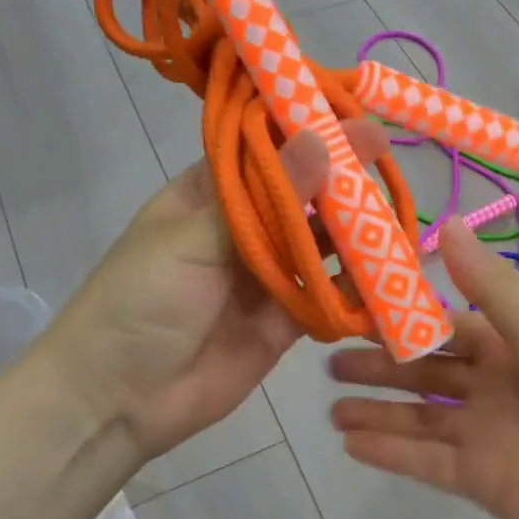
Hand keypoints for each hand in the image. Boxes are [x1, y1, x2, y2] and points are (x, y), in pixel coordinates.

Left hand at [42, 117, 389, 461]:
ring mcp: (267, 274)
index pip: (267, 149)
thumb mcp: (193, 241)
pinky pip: (328, 296)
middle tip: (389, 164)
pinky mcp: (286, 319)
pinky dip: (357, 289)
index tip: (356, 118)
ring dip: (358, 234)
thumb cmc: (139, 303)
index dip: (310, 130)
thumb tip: (320, 138)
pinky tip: (390, 274)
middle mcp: (244, 227)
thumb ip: (263, 198)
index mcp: (211, 194)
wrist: (117, 400)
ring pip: (322, 244)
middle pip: (303, 194)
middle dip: (343, 180)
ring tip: (401, 219)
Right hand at [327, 218, 518, 518]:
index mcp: (511, 344)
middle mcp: (493, 385)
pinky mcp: (479, 480)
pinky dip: (390, 452)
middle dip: (380, 364)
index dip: (403, 315)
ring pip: (419, 417)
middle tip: (327, 358)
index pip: (446, 323)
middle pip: (425, 371)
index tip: (354, 304)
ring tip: (330, 406)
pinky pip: (424, 461)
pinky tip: (350, 443)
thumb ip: (491, 286)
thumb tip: (445, 220)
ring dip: (377, 410)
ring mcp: (484, 434)